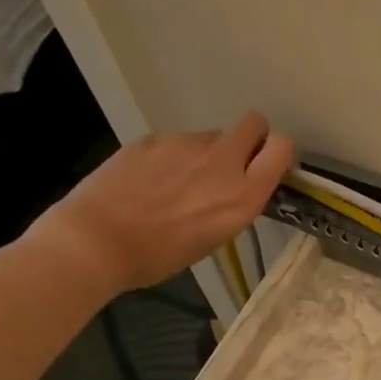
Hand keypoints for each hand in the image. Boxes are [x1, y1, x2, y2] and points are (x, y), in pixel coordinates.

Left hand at [26, 114, 294, 293]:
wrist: (99, 240)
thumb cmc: (164, 255)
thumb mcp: (218, 235)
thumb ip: (235, 200)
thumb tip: (235, 182)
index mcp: (243, 194)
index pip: (281, 148)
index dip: (277, 153)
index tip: (267, 167)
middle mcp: (221, 162)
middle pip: (253, 124)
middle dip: (251, 138)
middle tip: (233, 164)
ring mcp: (184, 144)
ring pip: (211, 137)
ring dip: (206, 154)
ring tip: (181, 185)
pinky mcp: (152, 138)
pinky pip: (176, 142)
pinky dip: (172, 157)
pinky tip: (152, 182)